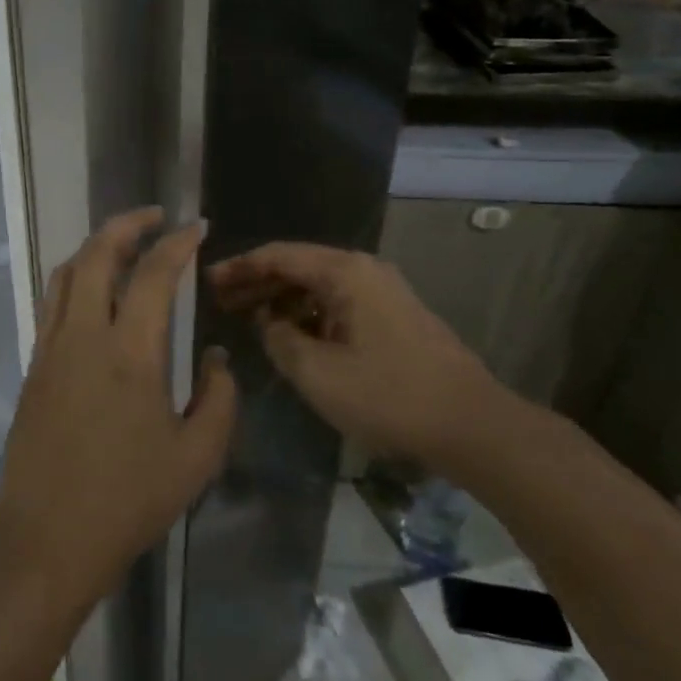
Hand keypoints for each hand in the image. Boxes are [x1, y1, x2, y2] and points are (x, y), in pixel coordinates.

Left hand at [0, 209, 238, 607]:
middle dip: (127, 224)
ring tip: (123, 242)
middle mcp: (85, 335)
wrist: (46, 539)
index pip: (154, 275)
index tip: (196, 228)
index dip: (178, 244)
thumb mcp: (196, 458)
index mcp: (130, 353)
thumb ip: (218, 400)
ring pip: (65, 272)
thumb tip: (215, 357)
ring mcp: (52, 347)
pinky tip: (94, 291)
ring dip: (95, 246)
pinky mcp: (35, 364)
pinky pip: (53, 301)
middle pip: (97, 254)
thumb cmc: (127, 501)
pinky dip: (75, 277)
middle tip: (155, 216)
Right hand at [208, 243, 509, 472]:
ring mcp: (382, 292)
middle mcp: (363, 270)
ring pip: (318, 286)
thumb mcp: (317, 372)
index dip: (240, 267)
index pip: (279, 255)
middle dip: (257, 282)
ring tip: (248, 318)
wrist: (472, 425)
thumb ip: (280, 339)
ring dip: (282, 300)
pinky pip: (338, 304)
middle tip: (221, 300)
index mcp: (344, 272)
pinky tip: (291, 336)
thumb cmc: (388, 395)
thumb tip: (269, 322)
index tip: (208, 281)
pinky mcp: (393, 316)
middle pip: (298, 266)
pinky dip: (309, 314)